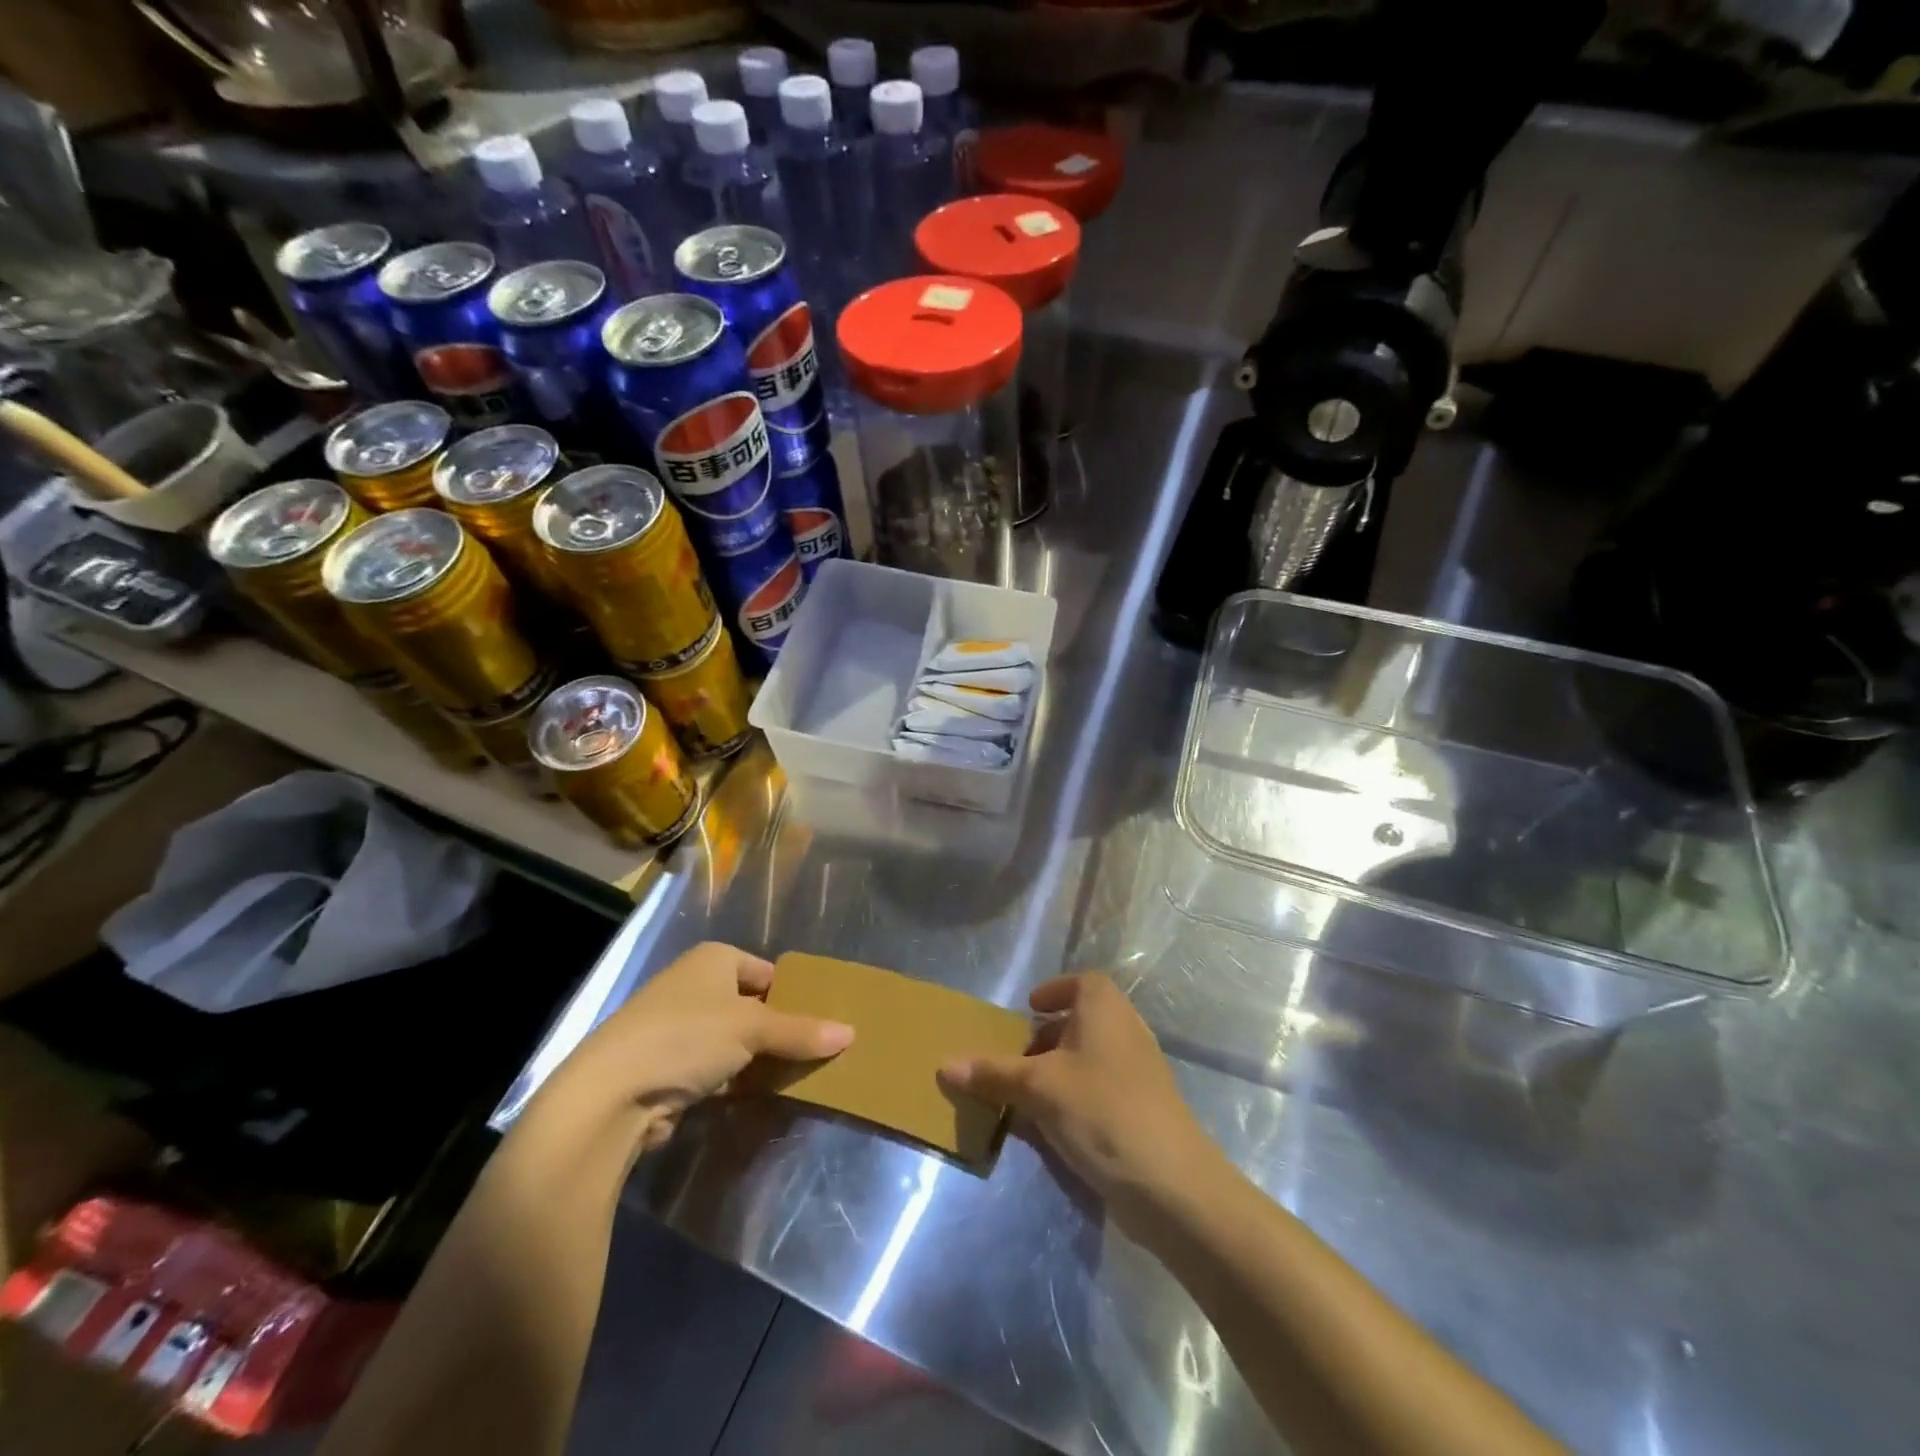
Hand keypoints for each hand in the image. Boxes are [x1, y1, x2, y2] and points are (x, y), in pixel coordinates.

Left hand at [557, 942, 852, 1152]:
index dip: (796, 995)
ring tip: (802, 1075)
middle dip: (782, 1030)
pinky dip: (739, 1080)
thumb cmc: (686, 1037)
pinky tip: (764, 1096)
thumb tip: (851, 1034)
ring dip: (762, 1059)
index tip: (825, 1021)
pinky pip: (718, 1068)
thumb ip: (801, 1032)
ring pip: (736, 1041)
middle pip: (754, 1006)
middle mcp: (695, 986)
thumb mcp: (753, 1029)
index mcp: (714, 959)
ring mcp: (679, 1027)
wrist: (610, 1095)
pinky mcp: (669, 1067)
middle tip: (821, 1050)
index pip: (769, 972)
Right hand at [940, 974, 1214, 1230]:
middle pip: (1084, 1020)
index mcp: (1105, 1009)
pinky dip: (1077, 1096)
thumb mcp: (1038, 1088)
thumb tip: (944, 1065)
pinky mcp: (1144, 1109)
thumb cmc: (1101, 1111)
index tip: (1030, 1009)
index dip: (1056, 990)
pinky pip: (1103, 1088)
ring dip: (1061, 1069)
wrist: (1170, 1183)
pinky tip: (1054, 1127)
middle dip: (1050, 1035)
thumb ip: (993, 1074)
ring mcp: (1140, 1072)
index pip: (1082, 982)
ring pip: (1093, 1057)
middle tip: (1018, 1057)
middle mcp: (1126, 1030)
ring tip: (1027, 1094)